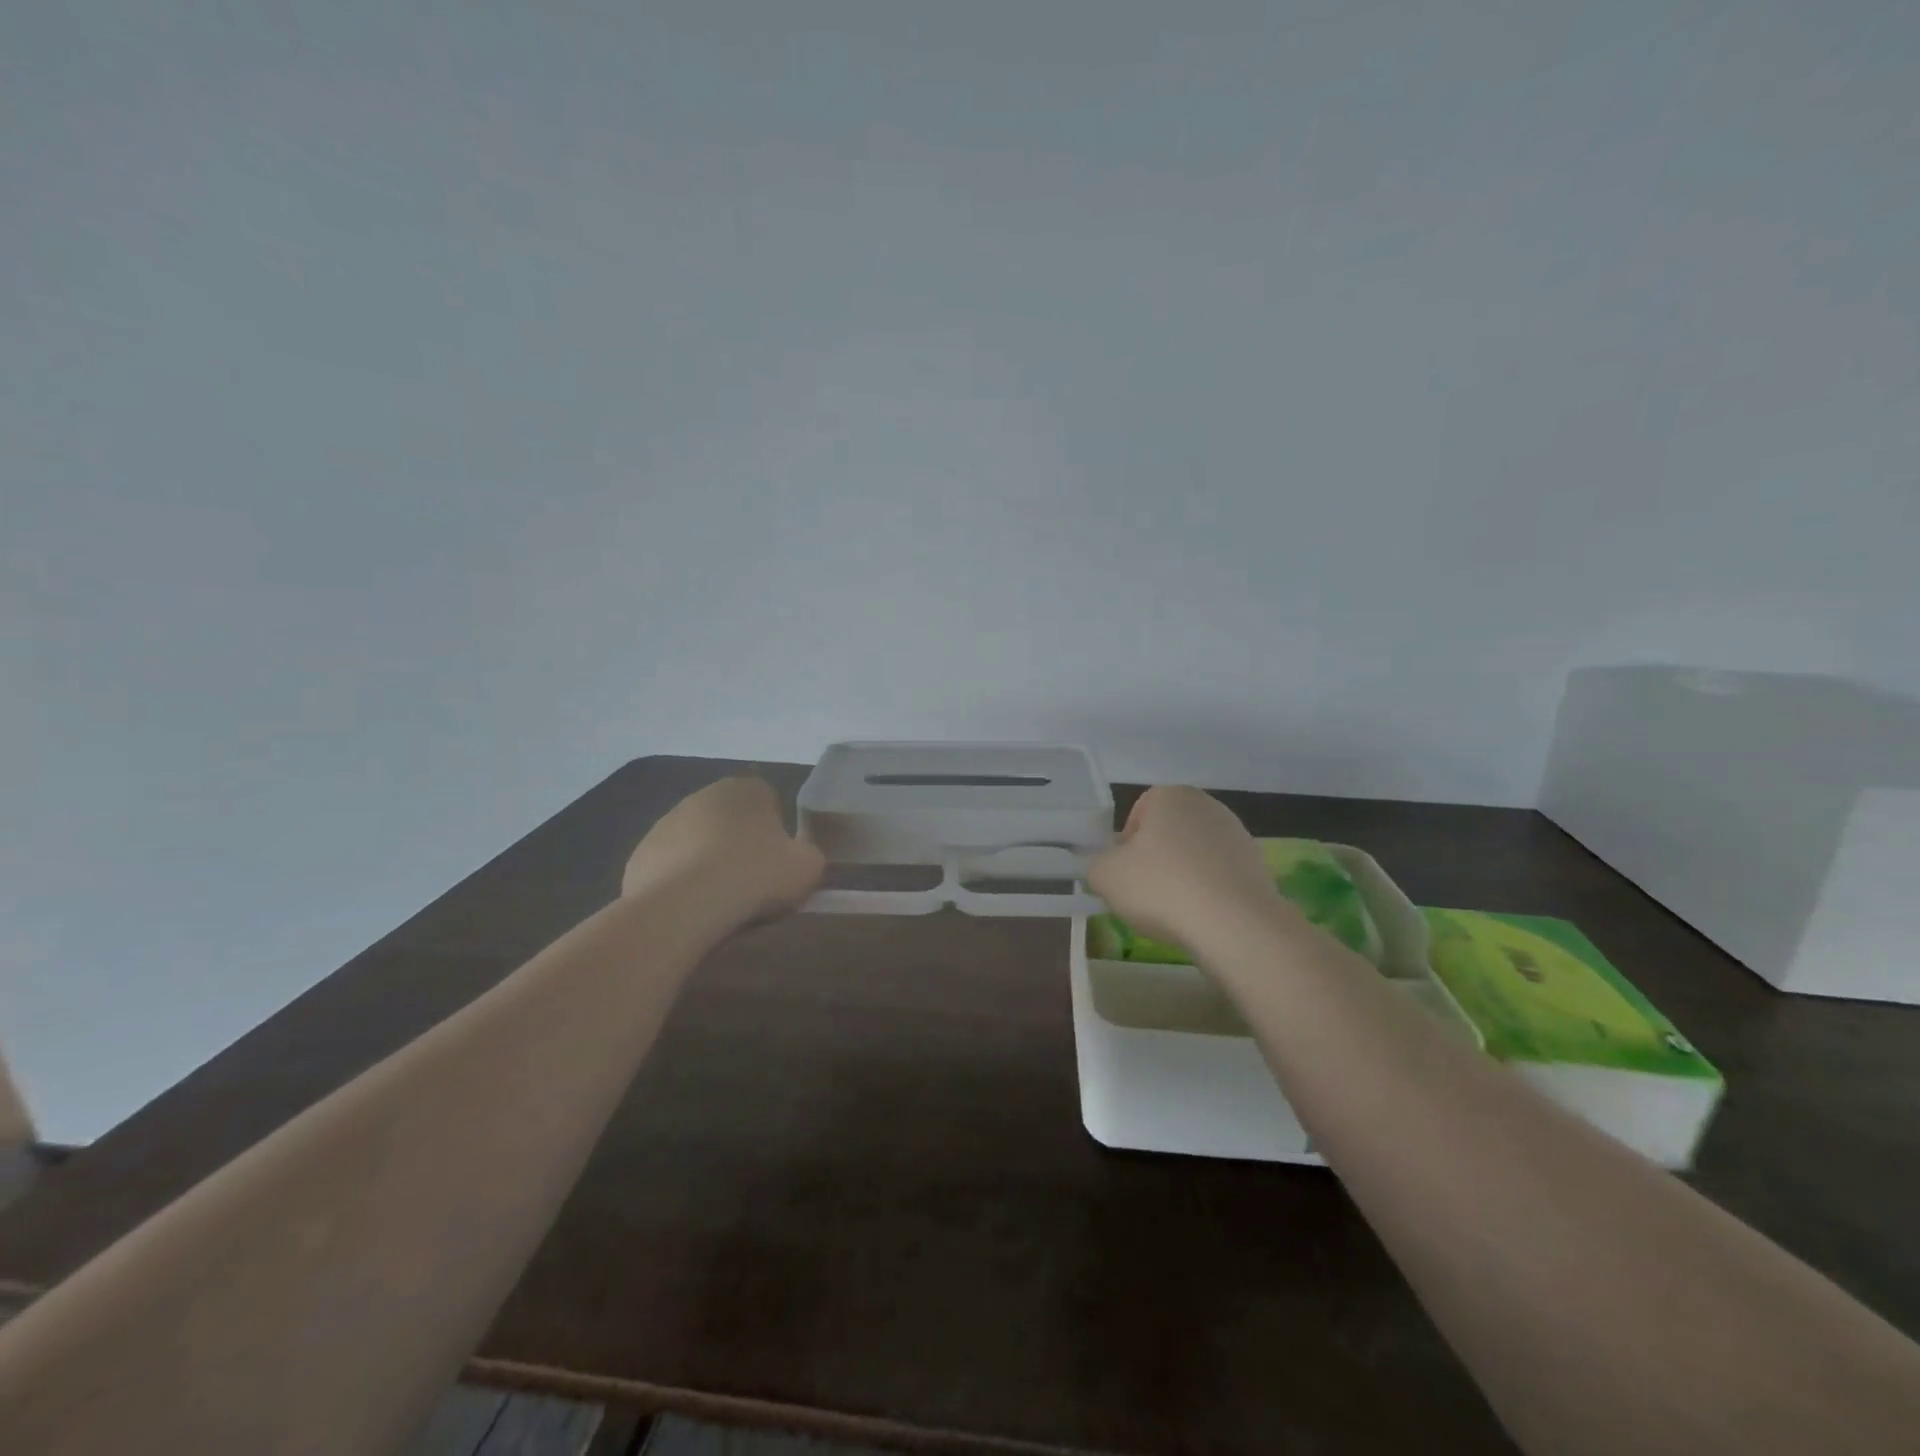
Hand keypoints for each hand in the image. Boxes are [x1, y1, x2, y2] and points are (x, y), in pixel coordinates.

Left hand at [622, 777, 824, 922]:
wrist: (684, 906)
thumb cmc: (754, 876)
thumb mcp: (808, 866)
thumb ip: (808, 854)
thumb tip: (798, 858)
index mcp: (746, 789)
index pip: (768, 799)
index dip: (776, 831)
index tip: (778, 861)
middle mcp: (703, 795)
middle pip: (730, 818)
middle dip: (739, 843)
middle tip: (752, 881)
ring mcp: (666, 823)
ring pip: (697, 842)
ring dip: (708, 862)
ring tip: (721, 900)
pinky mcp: (640, 854)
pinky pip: (670, 867)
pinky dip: (681, 883)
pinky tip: (692, 908)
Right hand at [1088, 785, 1289, 949]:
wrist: (1235, 925)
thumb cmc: (1162, 887)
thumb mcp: (1105, 876)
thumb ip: (1096, 864)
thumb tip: (1105, 867)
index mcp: (1171, 795)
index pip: (1138, 813)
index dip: (1125, 845)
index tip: (1124, 873)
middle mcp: (1208, 806)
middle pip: (1168, 833)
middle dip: (1155, 860)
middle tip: (1144, 893)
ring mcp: (1238, 835)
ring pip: (1195, 856)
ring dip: (1182, 877)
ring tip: (1174, 912)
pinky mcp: (1259, 867)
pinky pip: (1219, 878)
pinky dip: (1208, 894)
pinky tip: (1201, 918)